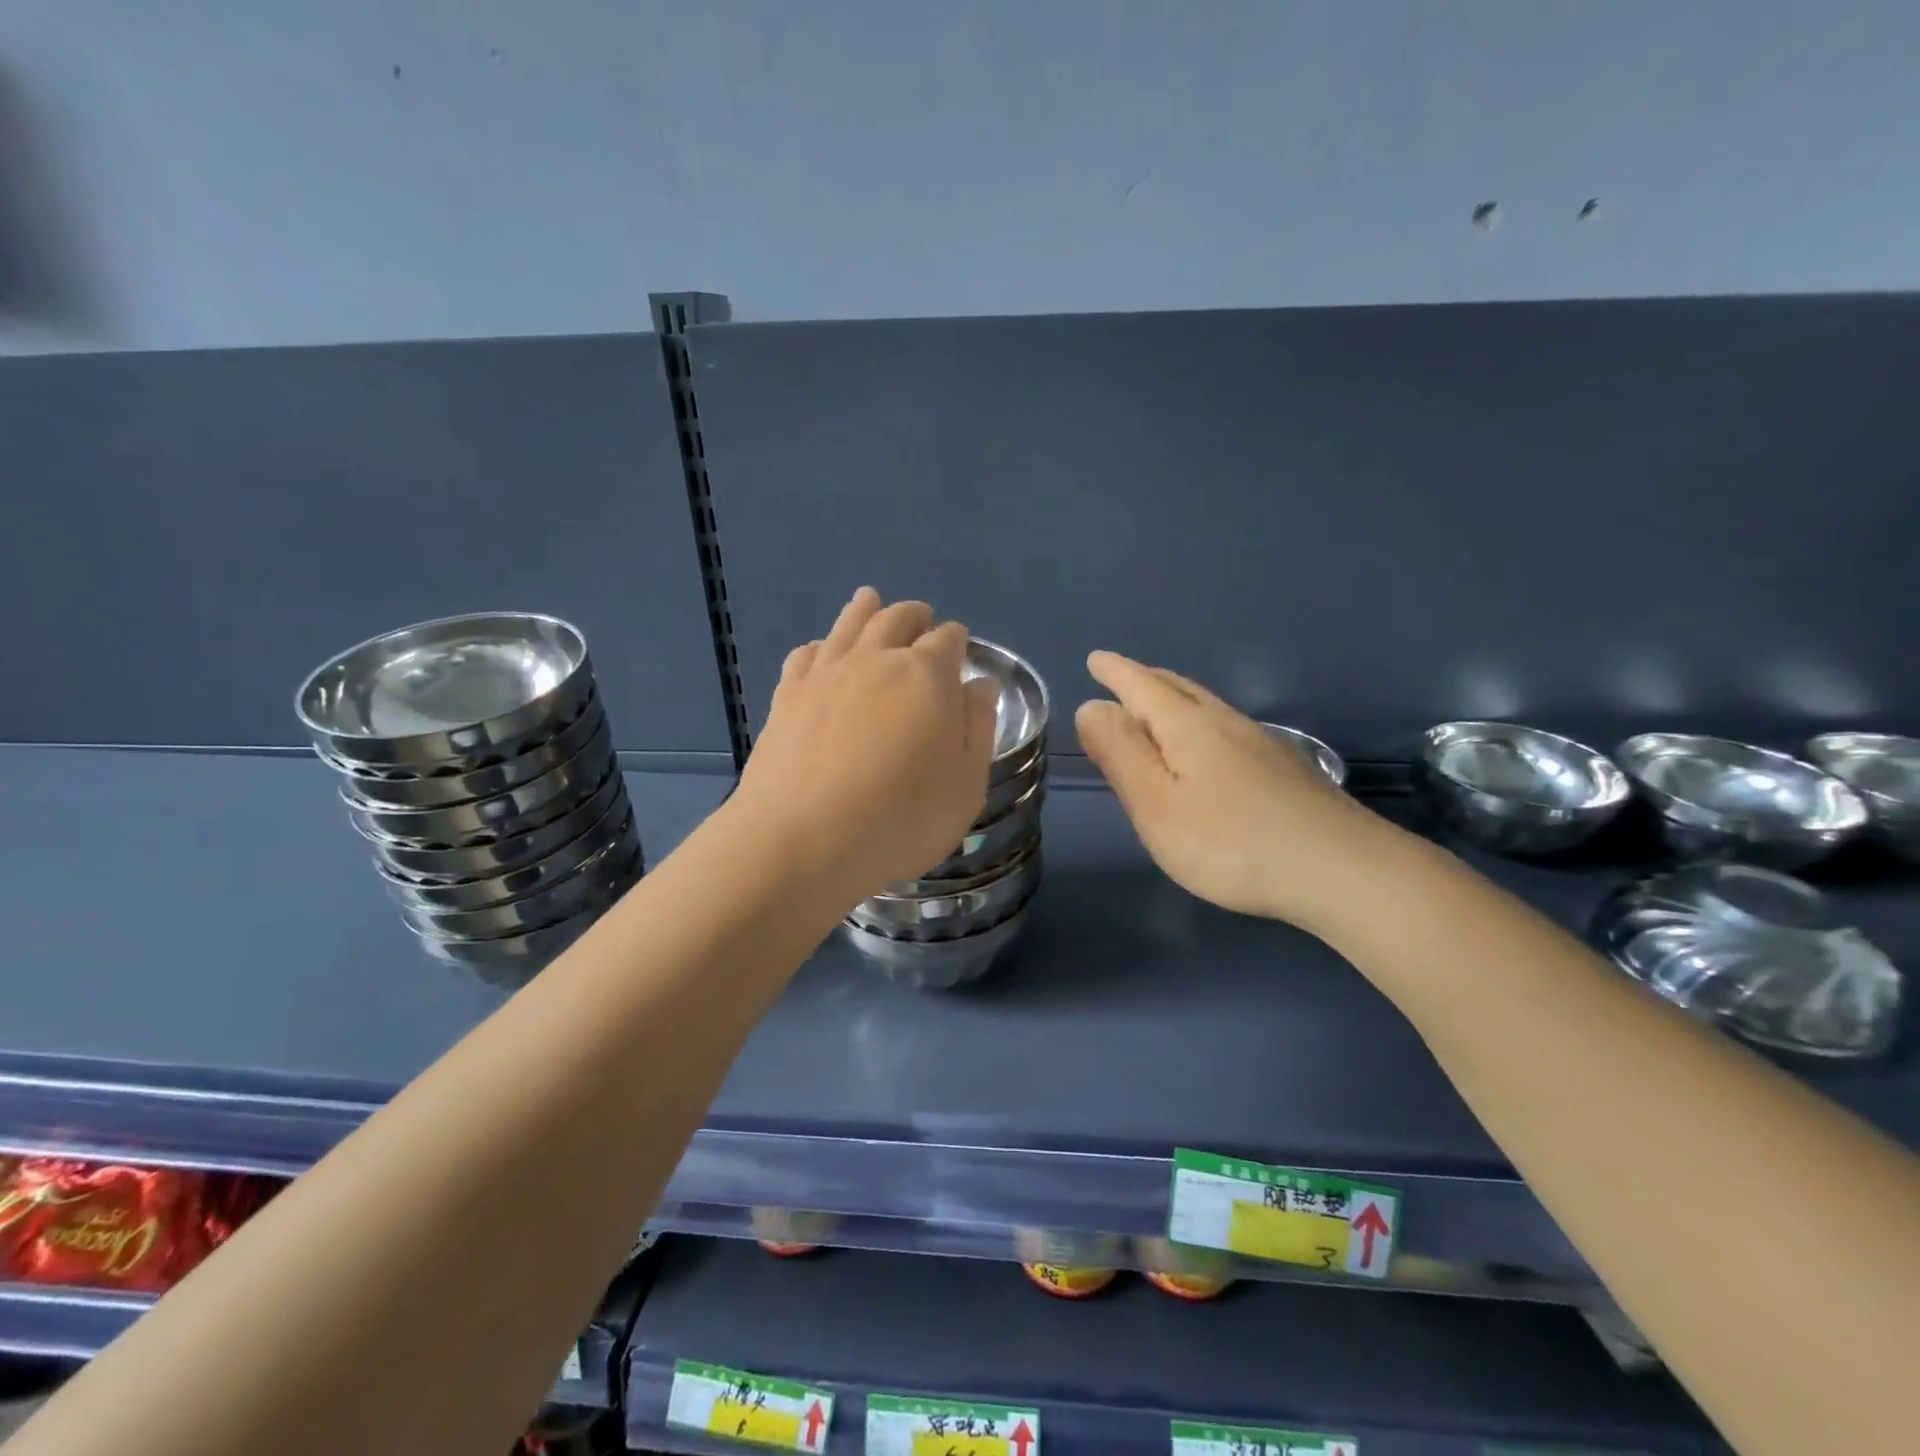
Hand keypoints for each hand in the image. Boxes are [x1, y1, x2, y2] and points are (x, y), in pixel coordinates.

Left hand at [734, 588, 999, 904]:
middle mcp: (876, 659)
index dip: (957, 642)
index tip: (959, 652)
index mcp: (927, 675)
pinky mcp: (787, 695)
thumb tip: (978, 686)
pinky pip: (807, 654)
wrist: (802, 841)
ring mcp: (826, 674)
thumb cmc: (900, 820)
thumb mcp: (966, 785)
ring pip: (849, 625)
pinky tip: (822, 653)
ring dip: (866, 610)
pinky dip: (822, 645)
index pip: (948, 639)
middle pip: (897, 619)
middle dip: (915, 617)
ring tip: (872, 600)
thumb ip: (977, 728)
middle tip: (922, 620)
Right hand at [1074, 652, 1395, 928]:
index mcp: (1187, 727)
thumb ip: (1120, 754)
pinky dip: (1200, 721)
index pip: (1141, 686)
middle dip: (1144, 678)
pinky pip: (1227, 726)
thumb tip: (1091, 706)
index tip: (1096, 659)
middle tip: (1121, 675)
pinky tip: (1209, 744)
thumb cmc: (1231, 843)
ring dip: (1174, 696)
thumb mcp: (1157, 804)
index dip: (1115, 672)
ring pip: (1207, 705)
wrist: (1342, 870)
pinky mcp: (1285, 768)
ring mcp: (1261, 743)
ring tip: (1157, 703)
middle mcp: (1225, 722)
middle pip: (1177, 688)